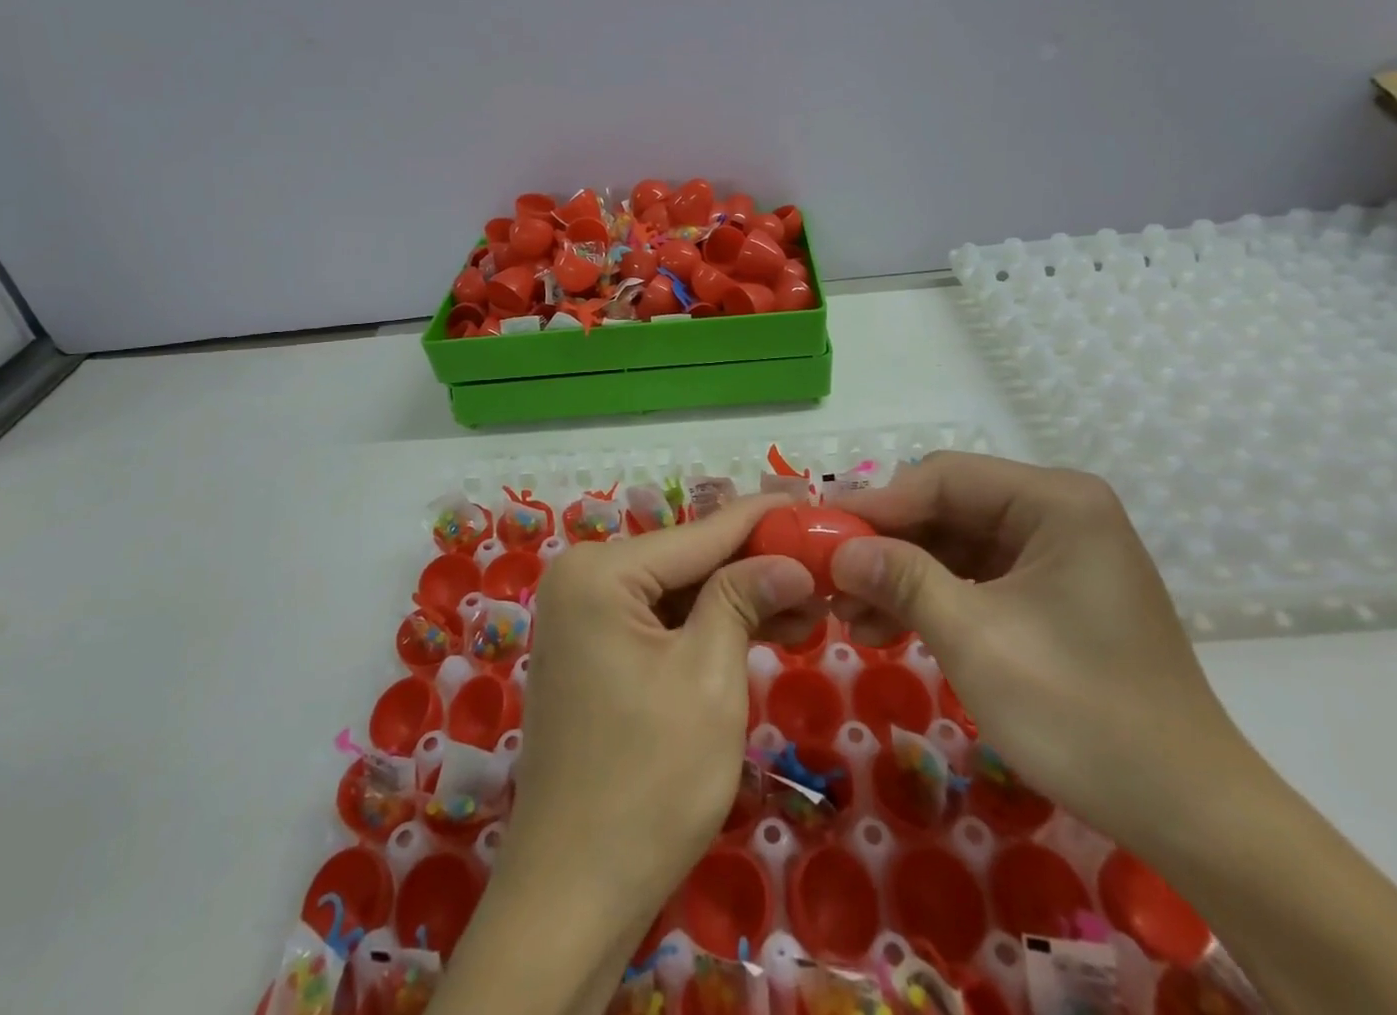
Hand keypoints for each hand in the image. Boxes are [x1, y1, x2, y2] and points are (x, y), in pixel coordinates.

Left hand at [498, 494, 817, 937]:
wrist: (573, 895)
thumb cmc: (649, 782)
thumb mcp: (710, 678)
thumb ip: (743, 599)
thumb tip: (790, 559)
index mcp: (598, 572)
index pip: (698, 533)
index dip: (762, 519)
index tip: (813, 501)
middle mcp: (581, 579)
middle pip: (687, 559)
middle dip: (754, 565)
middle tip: (823, 564)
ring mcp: (582, 617)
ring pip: (677, 592)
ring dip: (737, 599)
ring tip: (809, 605)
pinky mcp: (593, 652)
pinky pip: (659, 622)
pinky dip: (708, 627)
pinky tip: (763, 629)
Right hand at [830, 453, 1249, 852]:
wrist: (1191, 815)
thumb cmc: (1082, 713)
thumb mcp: (976, 639)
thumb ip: (902, 579)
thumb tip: (837, 549)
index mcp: (1056, 501)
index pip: (943, 478)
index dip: (878, 505)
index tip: (821, 534)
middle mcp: (1058, 511)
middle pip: (947, 507)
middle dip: (887, 544)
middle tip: (831, 578)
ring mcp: (1056, 551)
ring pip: (954, 542)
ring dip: (902, 574)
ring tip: (849, 614)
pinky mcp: (1051, 590)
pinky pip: (976, 575)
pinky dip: (932, 596)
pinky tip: (887, 626)